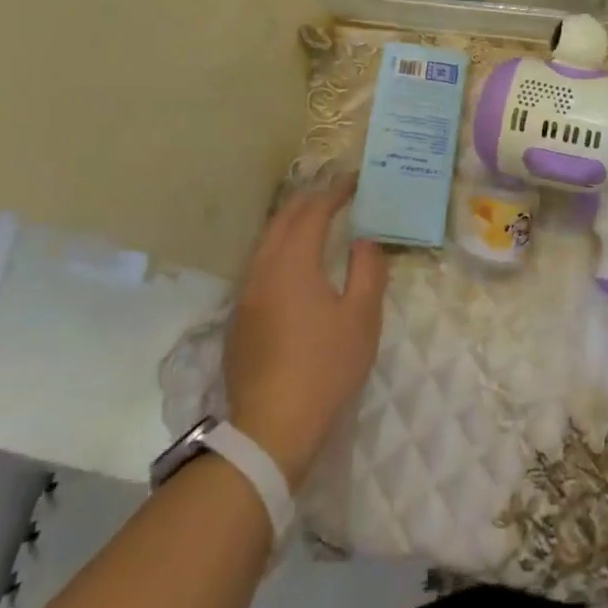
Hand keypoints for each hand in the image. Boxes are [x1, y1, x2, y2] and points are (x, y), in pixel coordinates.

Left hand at [224, 176, 386, 487]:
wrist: (271, 427)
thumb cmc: (325, 367)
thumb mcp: (361, 317)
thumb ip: (368, 270)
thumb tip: (364, 241)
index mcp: (293, 263)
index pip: (313, 213)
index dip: (334, 192)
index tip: (354, 181)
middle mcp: (262, 269)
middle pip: (282, 220)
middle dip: (308, 200)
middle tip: (334, 191)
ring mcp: (246, 295)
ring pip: (266, 242)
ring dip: (290, 223)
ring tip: (314, 219)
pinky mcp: (239, 318)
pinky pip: (259, 265)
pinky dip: (279, 248)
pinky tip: (293, 263)